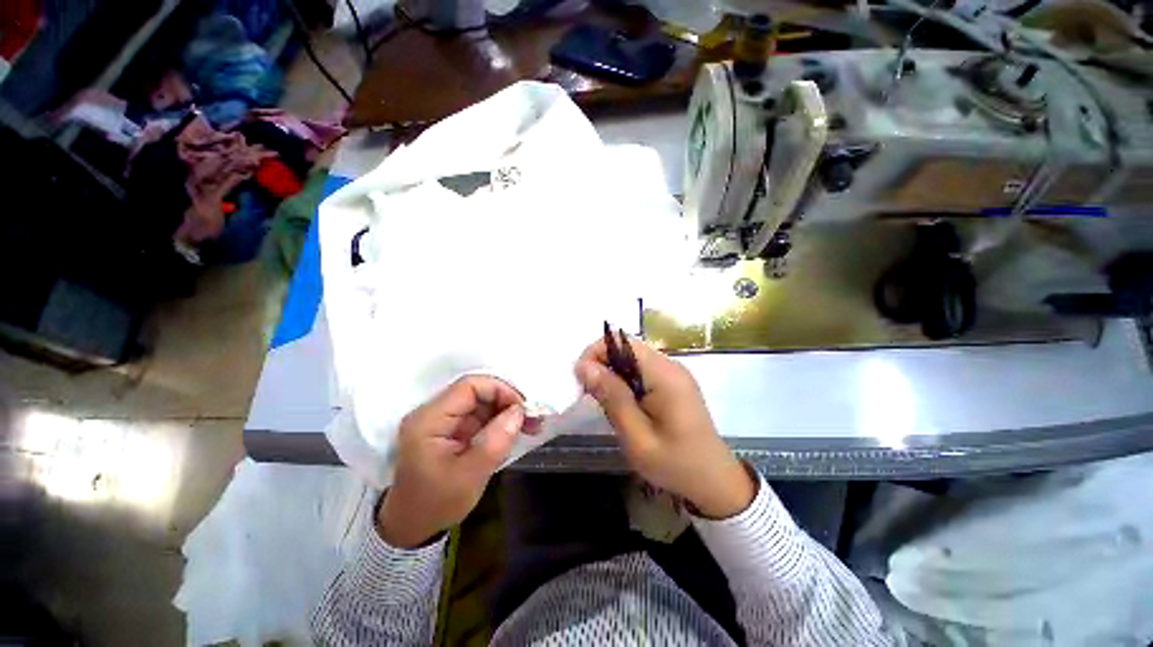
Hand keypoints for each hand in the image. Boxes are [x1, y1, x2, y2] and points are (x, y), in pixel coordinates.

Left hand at [378, 376, 535, 547]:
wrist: (412, 527)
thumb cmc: (436, 504)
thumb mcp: (470, 476)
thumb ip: (496, 441)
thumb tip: (519, 411)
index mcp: (429, 420)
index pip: (469, 387)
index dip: (500, 390)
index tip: (522, 409)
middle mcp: (434, 413)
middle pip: (477, 391)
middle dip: (507, 401)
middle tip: (532, 419)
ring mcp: (443, 420)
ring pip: (482, 402)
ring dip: (507, 411)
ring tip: (530, 426)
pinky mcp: (451, 429)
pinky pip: (480, 416)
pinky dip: (500, 421)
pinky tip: (515, 432)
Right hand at [575, 337, 754, 518]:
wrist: (715, 482)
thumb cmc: (675, 464)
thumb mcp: (637, 438)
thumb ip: (612, 398)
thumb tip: (584, 366)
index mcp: (665, 375)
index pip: (623, 342)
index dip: (596, 353)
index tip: (581, 379)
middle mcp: (670, 366)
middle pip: (626, 348)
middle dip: (602, 365)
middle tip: (591, 395)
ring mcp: (674, 373)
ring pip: (632, 359)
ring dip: (613, 374)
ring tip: (606, 403)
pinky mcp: (673, 382)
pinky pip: (641, 371)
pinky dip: (625, 381)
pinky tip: (624, 405)